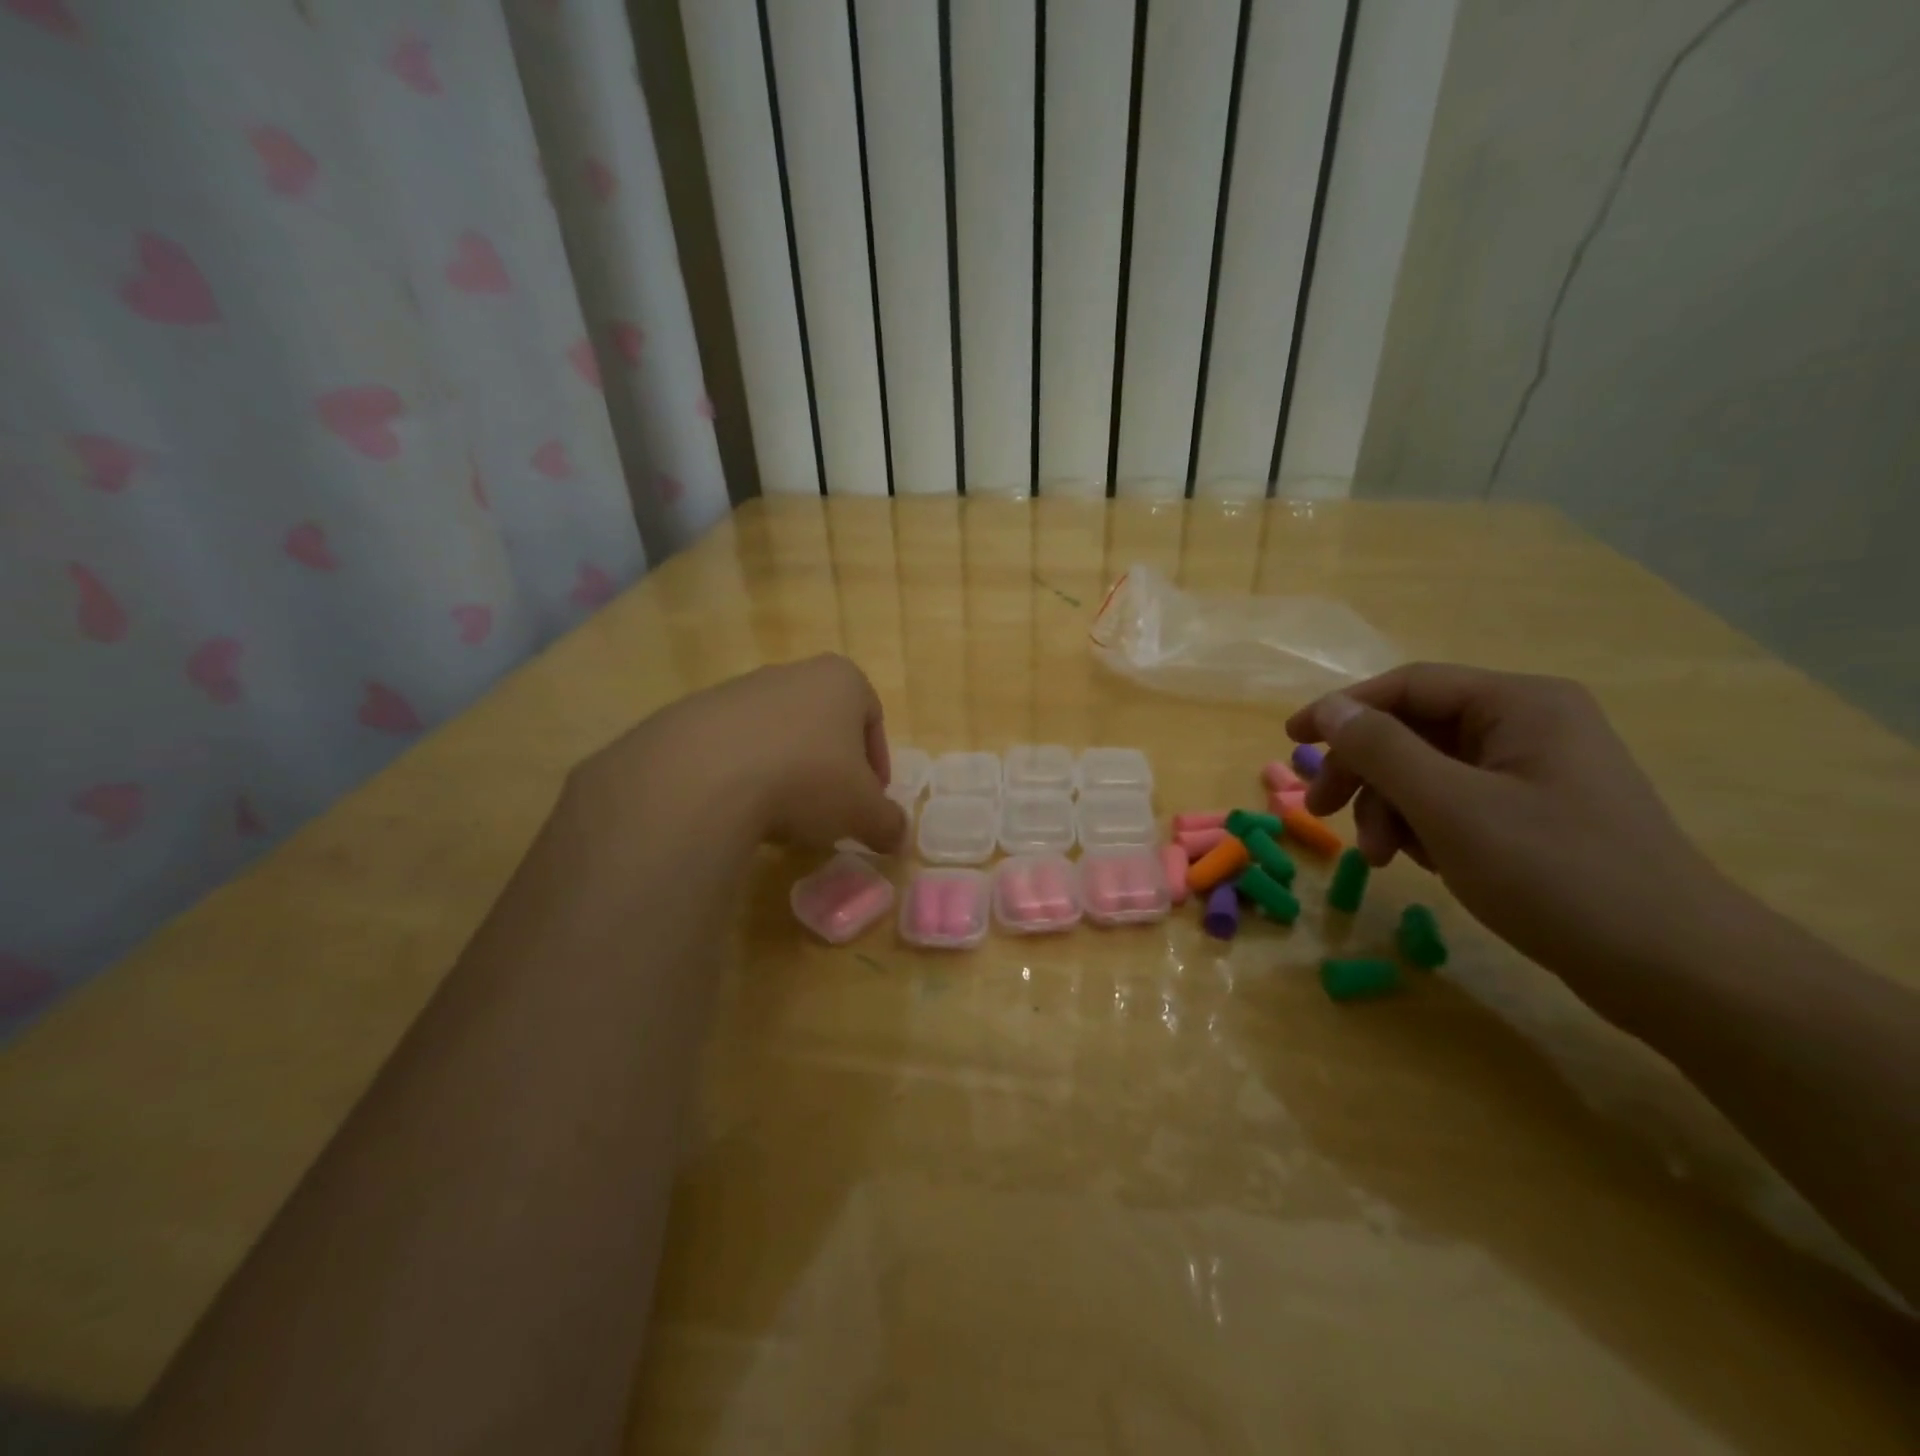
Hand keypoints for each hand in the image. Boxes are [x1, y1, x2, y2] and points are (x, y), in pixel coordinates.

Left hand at [581, 655, 907, 854]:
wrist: (705, 775)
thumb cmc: (807, 778)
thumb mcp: (864, 812)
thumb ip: (889, 823)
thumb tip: (898, 838)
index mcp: (841, 680)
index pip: (872, 717)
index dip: (876, 764)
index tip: (869, 802)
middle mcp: (791, 673)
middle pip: (823, 725)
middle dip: (830, 768)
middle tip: (829, 812)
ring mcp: (739, 690)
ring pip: (778, 736)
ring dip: (787, 773)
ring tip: (781, 817)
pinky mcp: (695, 714)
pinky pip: (733, 749)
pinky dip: (744, 777)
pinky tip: (740, 811)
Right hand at [1287, 664, 1734, 991]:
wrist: (1676, 969)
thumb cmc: (1557, 874)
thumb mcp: (1450, 807)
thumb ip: (1382, 750)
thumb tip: (1330, 710)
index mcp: (1519, 704)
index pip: (1408, 686)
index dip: (1342, 710)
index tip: (1290, 742)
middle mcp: (1529, 725)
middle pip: (1414, 730)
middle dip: (1364, 772)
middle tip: (1321, 813)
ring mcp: (1535, 771)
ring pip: (1429, 771)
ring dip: (1391, 808)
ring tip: (1382, 859)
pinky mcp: (1537, 814)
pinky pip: (1455, 802)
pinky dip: (1425, 827)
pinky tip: (1423, 863)